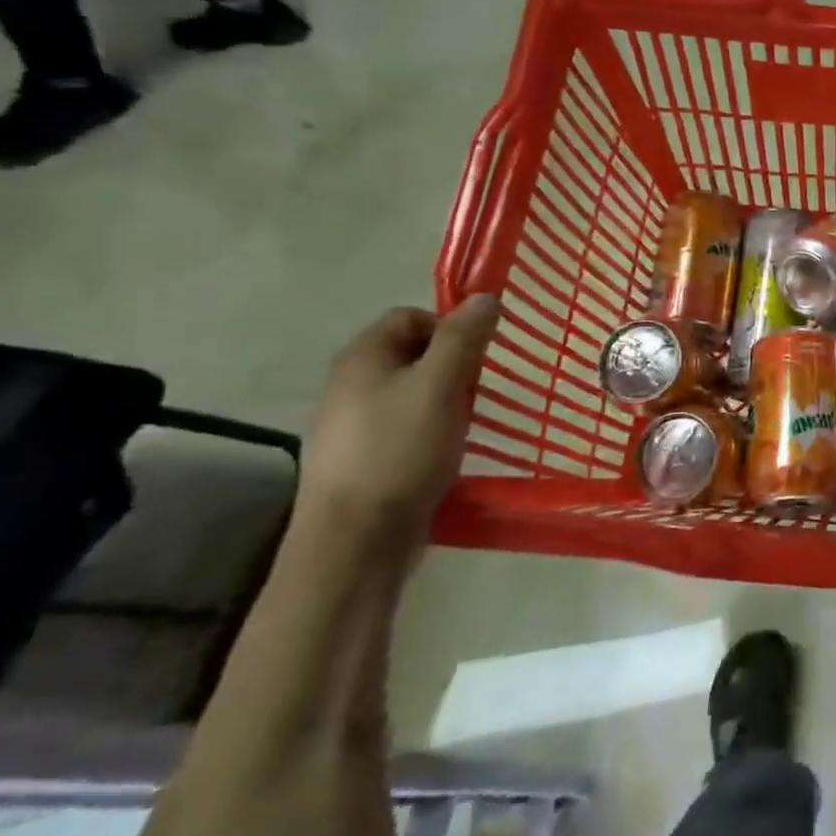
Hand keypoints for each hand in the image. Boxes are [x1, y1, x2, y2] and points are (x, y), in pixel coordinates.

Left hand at [294, 296, 499, 558]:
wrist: (356, 539)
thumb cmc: (400, 450)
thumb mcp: (440, 385)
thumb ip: (463, 339)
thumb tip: (485, 296)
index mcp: (362, 357)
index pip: (411, 316)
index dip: (449, 327)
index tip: (476, 358)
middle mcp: (349, 383)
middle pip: (412, 353)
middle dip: (451, 366)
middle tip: (474, 392)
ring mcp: (352, 423)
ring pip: (411, 390)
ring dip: (444, 399)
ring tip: (463, 424)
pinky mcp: (363, 456)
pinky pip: (404, 424)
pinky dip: (429, 428)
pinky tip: (444, 451)